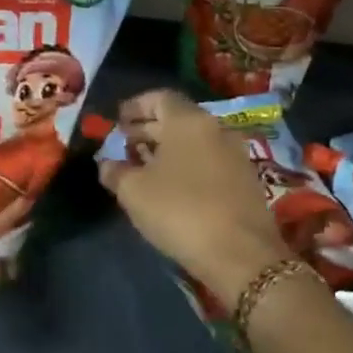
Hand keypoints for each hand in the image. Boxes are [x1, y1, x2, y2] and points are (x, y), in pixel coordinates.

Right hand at [97, 89, 294, 313]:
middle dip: (148, 129)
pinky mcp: (245, 180)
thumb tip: (108, 164)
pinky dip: (187, 165)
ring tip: (142, 168)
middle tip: (124, 145)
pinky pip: (208, 161)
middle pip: (177, 119)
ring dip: (167, 149)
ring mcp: (235, 154)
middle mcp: (216, 129)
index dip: (136, 106)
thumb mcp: (134, 192)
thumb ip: (115, 171)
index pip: (160, 97)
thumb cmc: (180, 211)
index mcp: (189, 121)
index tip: (117, 121)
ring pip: (194, 141)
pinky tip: (171, 187)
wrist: (241, 254)